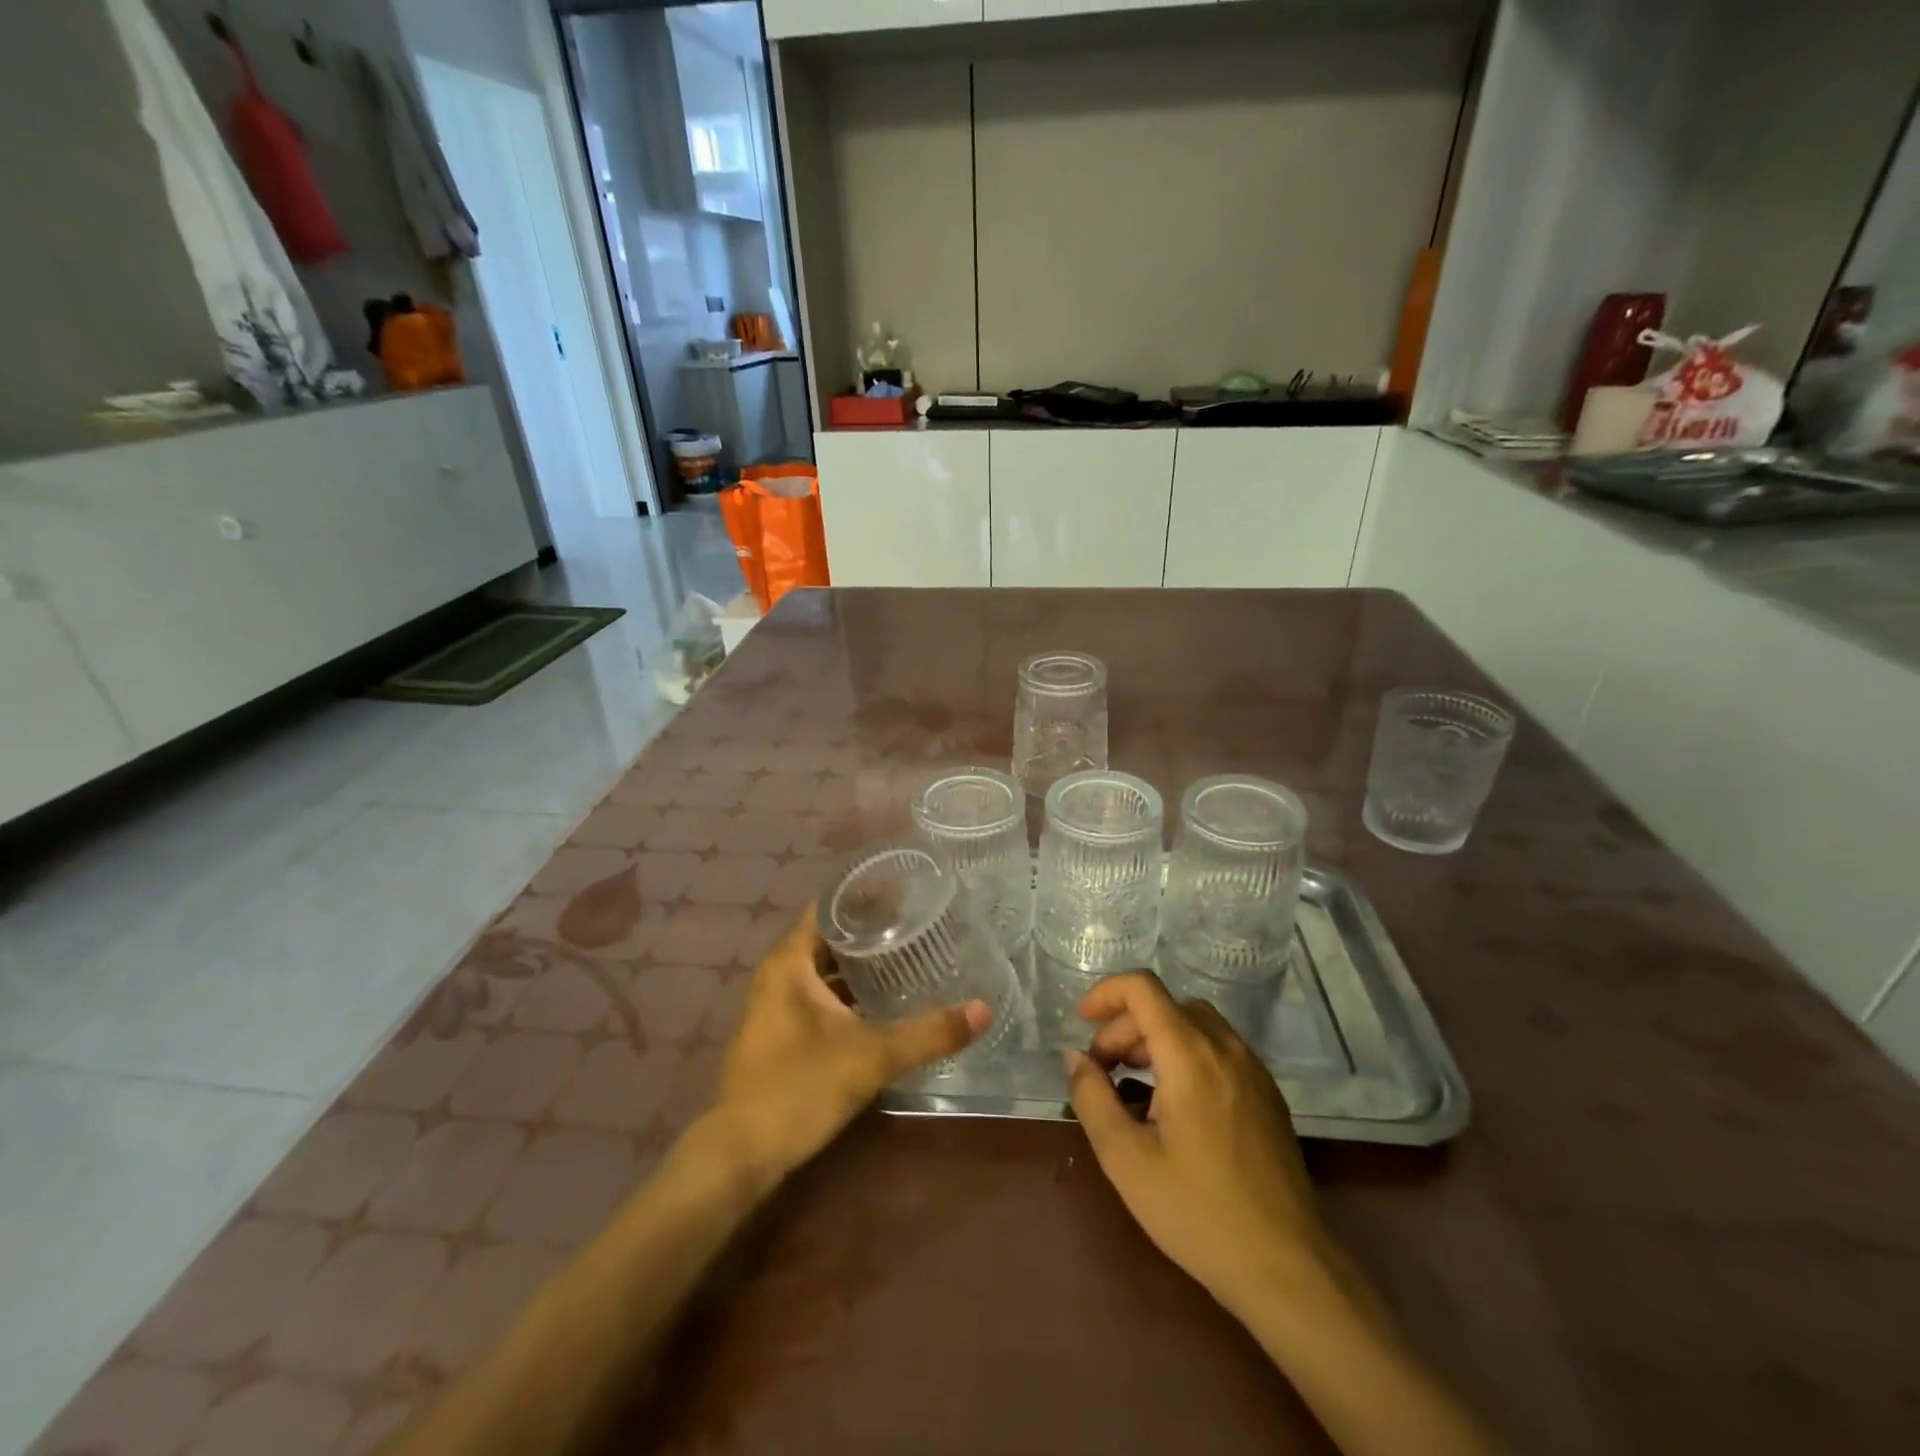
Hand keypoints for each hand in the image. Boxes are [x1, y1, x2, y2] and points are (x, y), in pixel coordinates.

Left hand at [711, 908, 992, 1185]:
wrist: (741, 1153)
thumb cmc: (801, 1087)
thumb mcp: (872, 1056)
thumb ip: (929, 1033)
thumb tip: (983, 1011)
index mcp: (790, 961)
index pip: (829, 907)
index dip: (866, 895)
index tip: (906, 892)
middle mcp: (777, 974)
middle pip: (828, 936)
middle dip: (869, 929)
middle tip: (916, 923)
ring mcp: (773, 1005)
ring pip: (822, 970)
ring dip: (858, 963)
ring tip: (905, 956)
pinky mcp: (778, 1034)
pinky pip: (817, 995)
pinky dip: (846, 991)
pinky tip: (879, 1003)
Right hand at [1065, 972, 1346, 1311]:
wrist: (1287, 1269)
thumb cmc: (1198, 1212)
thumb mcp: (1126, 1160)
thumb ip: (1092, 1098)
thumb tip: (1074, 1058)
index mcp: (1190, 1055)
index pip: (1143, 989)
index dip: (1105, 994)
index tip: (1080, 1023)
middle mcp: (1225, 1049)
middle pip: (1166, 1006)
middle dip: (1125, 1027)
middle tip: (1102, 1072)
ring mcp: (1253, 1070)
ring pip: (1194, 1023)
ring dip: (1155, 1038)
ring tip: (1133, 1086)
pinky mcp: (1267, 1095)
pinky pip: (1218, 1049)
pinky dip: (1185, 1054)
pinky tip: (1173, 1106)